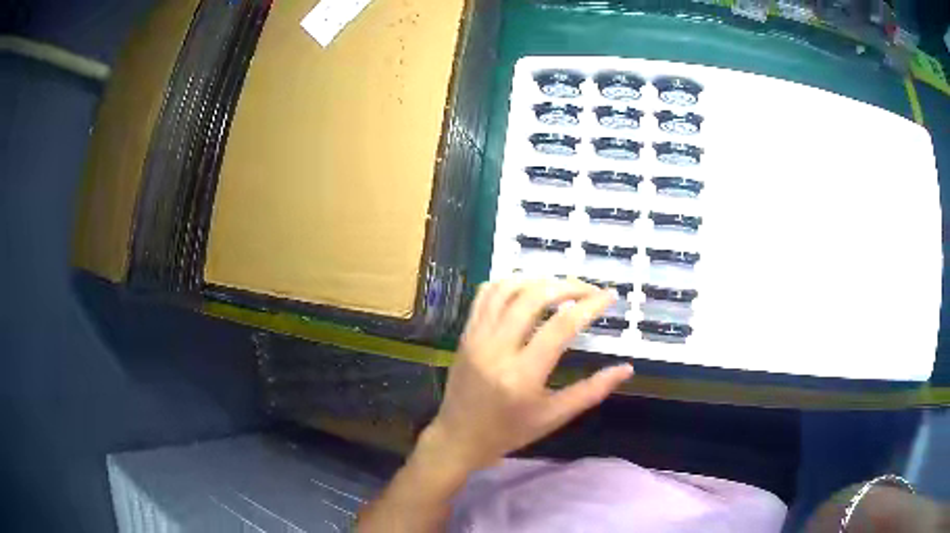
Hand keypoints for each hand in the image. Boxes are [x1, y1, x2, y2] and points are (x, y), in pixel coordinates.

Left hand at [420, 278, 634, 472]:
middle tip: (589, 290)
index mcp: (522, 375)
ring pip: (507, 289)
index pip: (561, 327)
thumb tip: (627, 368)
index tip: (610, 296)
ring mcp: (476, 338)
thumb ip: (591, 391)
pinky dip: (509, 283)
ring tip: (562, 286)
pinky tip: (528, 288)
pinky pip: (485, 295)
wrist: (459, 437)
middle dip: (567, 286)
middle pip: (533, 298)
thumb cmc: (509, 433)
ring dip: (538, 280)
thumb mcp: (554, 418)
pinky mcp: (465, 334)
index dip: (590, 306)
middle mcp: (496, 349)